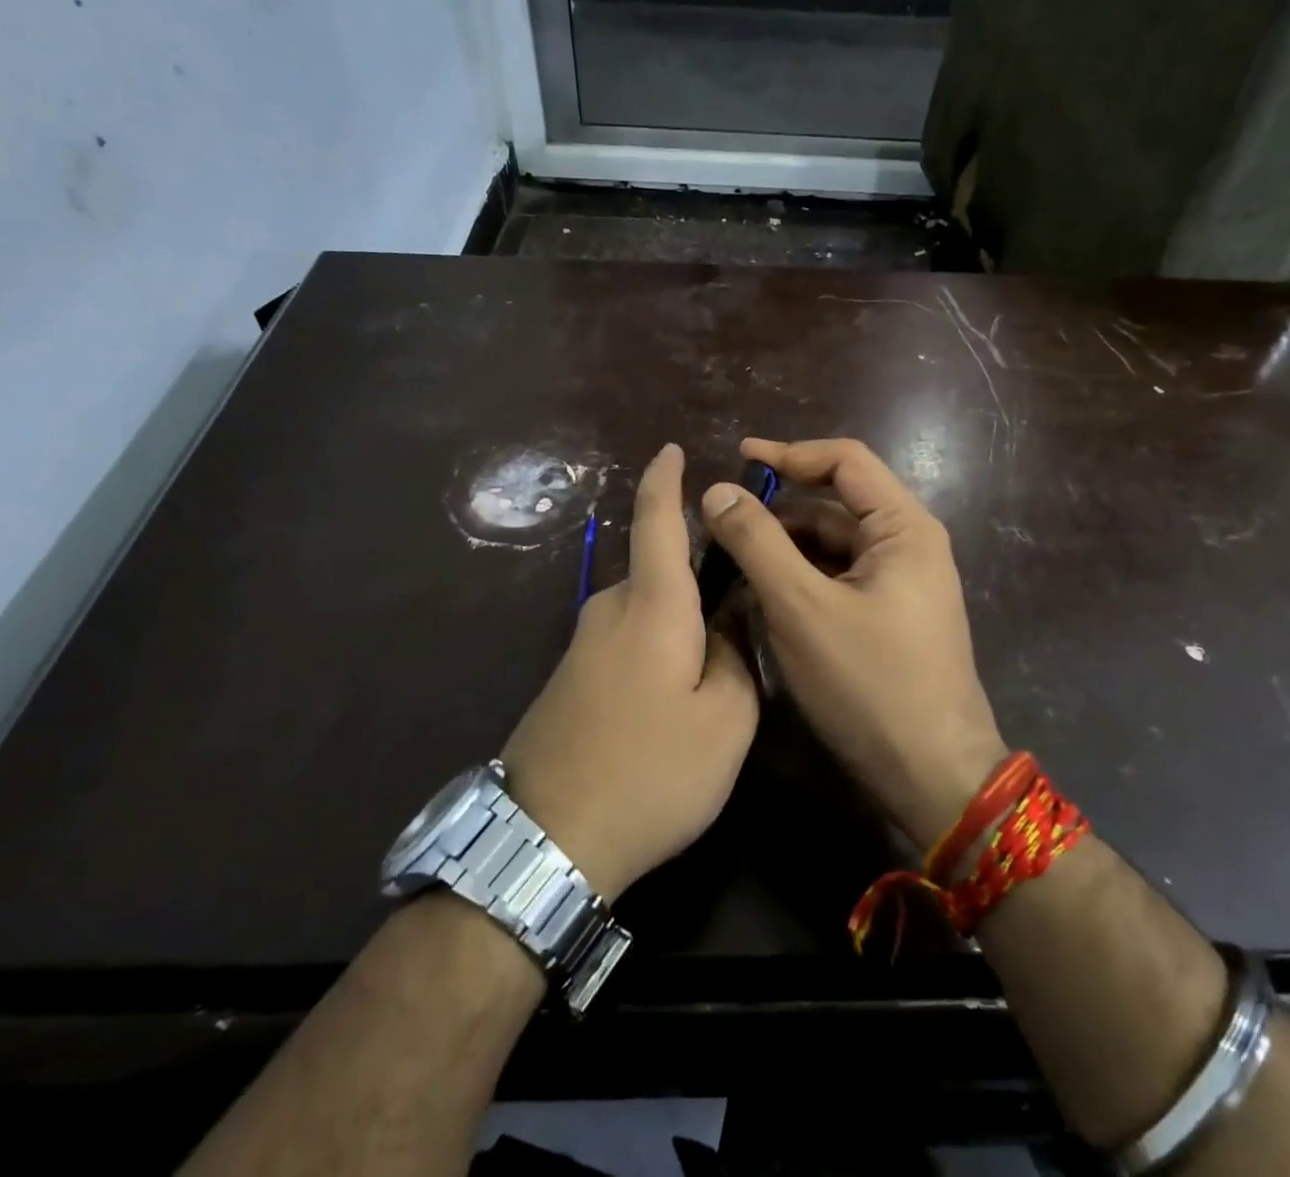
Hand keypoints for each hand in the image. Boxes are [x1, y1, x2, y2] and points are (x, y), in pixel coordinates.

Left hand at [503, 444, 757, 900]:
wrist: (545, 840)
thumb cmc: (651, 772)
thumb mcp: (726, 721)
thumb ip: (736, 657)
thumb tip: (727, 624)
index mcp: (653, 605)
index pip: (657, 520)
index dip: (665, 480)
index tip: (672, 449)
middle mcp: (610, 610)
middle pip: (663, 573)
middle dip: (702, 585)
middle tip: (744, 625)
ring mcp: (583, 645)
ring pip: (647, 613)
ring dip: (681, 627)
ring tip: (712, 678)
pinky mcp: (570, 677)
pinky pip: (626, 641)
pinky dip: (657, 650)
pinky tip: (672, 701)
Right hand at [700, 437, 1006, 852]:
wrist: (932, 778)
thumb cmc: (871, 684)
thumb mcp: (801, 607)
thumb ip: (757, 543)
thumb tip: (716, 491)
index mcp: (903, 528)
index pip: (845, 461)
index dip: (789, 453)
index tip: (737, 458)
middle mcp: (908, 546)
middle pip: (834, 505)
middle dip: (777, 510)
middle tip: (718, 523)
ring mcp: (899, 584)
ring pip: (831, 547)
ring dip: (783, 547)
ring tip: (727, 560)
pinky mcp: (888, 617)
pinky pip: (836, 580)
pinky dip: (798, 579)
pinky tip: (759, 595)